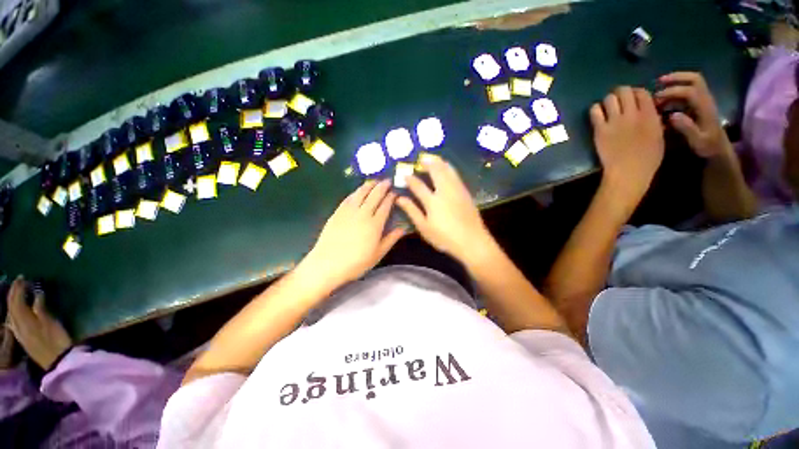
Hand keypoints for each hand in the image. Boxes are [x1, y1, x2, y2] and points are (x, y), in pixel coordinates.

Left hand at [6, 277, 71, 370]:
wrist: (58, 361)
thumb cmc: (55, 339)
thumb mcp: (50, 322)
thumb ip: (40, 308)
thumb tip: (37, 294)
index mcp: (22, 319)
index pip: (15, 300)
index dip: (17, 288)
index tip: (23, 277)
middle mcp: (17, 325)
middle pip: (11, 308)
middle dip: (14, 294)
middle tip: (21, 283)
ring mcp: (20, 334)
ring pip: (11, 315)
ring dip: (14, 303)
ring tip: (20, 295)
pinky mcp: (25, 338)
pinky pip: (15, 322)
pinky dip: (16, 313)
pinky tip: (20, 313)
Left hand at [304, 180, 404, 285]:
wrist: (327, 264)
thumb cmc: (356, 263)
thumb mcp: (378, 254)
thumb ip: (391, 240)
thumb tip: (403, 229)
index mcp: (375, 224)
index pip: (385, 206)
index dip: (391, 197)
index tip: (395, 192)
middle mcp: (363, 214)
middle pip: (374, 196)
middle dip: (382, 187)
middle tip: (387, 181)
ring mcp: (349, 212)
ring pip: (361, 193)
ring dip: (369, 185)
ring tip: (374, 181)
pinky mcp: (337, 212)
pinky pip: (348, 198)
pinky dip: (355, 192)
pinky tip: (358, 190)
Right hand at [396, 155, 491, 263]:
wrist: (472, 241)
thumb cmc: (445, 237)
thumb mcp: (424, 227)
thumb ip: (412, 211)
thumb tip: (399, 199)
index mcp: (432, 201)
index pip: (418, 185)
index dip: (410, 179)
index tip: (404, 174)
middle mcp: (445, 191)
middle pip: (436, 171)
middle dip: (427, 163)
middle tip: (421, 160)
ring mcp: (457, 190)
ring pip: (448, 170)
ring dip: (439, 163)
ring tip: (433, 159)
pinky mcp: (465, 192)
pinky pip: (456, 175)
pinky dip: (449, 168)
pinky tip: (447, 169)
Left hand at [591, 86, 664, 208]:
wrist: (628, 172)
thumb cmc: (648, 158)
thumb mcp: (659, 136)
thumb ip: (655, 120)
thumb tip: (650, 111)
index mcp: (650, 115)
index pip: (642, 92)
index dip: (636, 92)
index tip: (633, 99)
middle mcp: (632, 114)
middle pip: (624, 91)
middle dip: (621, 93)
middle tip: (619, 101)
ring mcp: (615, 121)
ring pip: (609, 98)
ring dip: (608, 101)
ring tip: (608, 108)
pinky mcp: (600, 129)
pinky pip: (594, 111)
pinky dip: (595, 109)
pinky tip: (598, 115)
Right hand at [655, 72, 730, 157]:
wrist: (720, 150)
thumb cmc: (708, 147)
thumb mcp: (698, 141)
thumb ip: (687, 128)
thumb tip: (672, 115)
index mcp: (705, 107)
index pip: (689, 90)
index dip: (672, 91)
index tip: (656, 98)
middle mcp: (705, 100)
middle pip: (694, 79)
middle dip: (677, 77)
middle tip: (659, 82)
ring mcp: (703, 101)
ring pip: (691, 83)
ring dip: (675, 84)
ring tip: (660, 92)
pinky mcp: (699, 105)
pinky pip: (689, 91)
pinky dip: (676, 91)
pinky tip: (666, 100)